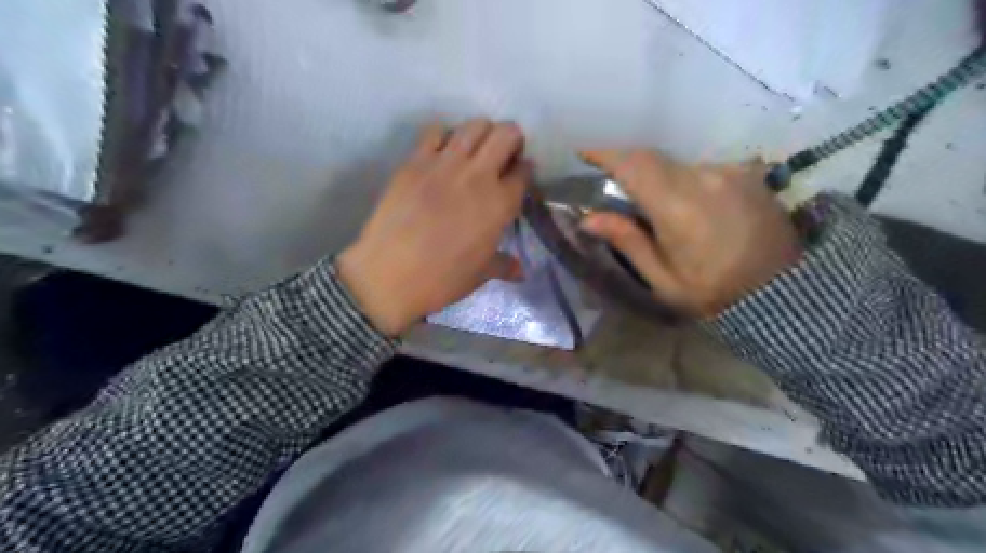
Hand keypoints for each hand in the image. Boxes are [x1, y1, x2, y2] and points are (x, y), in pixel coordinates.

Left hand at [338, 120, 531, 335]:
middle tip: (503, 154)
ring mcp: (445, 164)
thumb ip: (504, 265)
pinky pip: (435, 132)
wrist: (390, 275)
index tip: (520, 174)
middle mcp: (478, 176)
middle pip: (505, 134)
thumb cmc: (442, 279)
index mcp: (500, 204)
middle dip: (511, 139)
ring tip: (475, 150)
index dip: (525, 169)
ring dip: (482, 132)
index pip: (524, 171)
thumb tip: (521, 272)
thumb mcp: (480, 274)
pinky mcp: (415, 161)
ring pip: (474, 126)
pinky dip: (445, 136)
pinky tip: (442, 153)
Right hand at [579, 150, 800, 317]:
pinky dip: (686, 182)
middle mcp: (705, 179)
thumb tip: (589, 218)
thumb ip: (628, 242)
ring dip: (660, 178)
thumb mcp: (663, 279)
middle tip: (614, 187)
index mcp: (679, 207)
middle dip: (628, 166)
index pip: (635, 165)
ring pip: (679, 165)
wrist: (783, 292)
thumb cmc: (714, 293)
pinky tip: (692, 208)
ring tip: (658, 208)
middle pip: (654, 159)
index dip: (606, 155)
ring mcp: (731, 173)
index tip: (584, 153)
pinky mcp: (749, 175)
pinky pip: (704, 170)